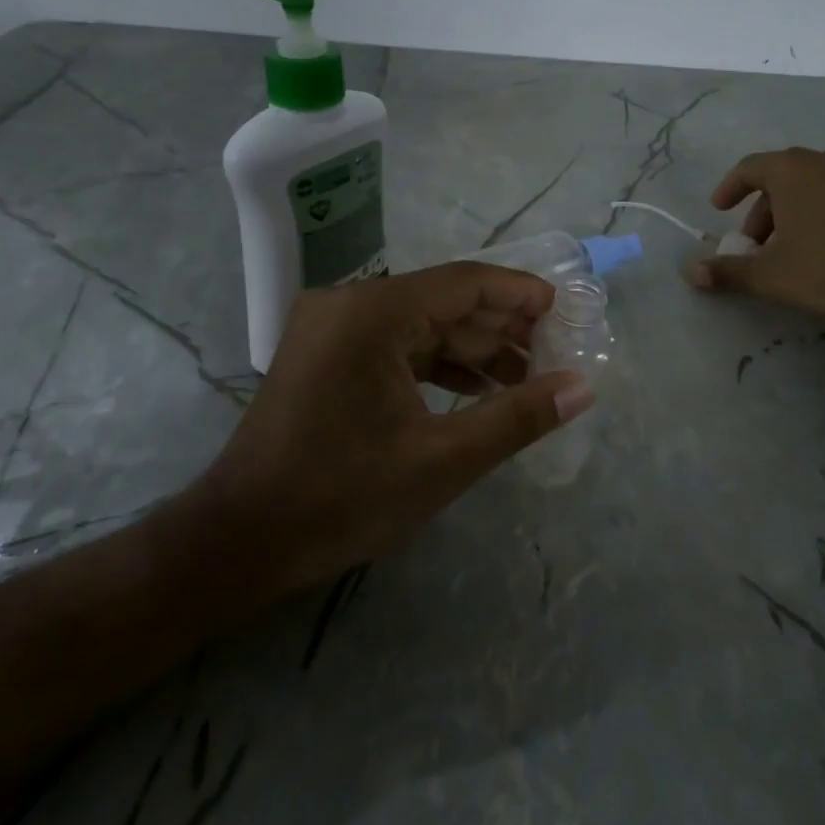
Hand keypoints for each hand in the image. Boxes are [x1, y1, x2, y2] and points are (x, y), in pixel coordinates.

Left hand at [180, 263, 593, 597]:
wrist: (241, 542)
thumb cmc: (343, 497)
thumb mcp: (443, 460)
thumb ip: (518, 417)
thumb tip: (583, 389)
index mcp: (373, 312)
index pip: (465, 282)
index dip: (521, 294)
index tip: (566, 311)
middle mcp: (350, 304)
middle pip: (444, 300)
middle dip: (502, 327)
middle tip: (555, 352)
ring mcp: (332, 328)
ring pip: (421, 324)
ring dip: (473, 349)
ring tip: (527, 379)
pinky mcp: (326, 355)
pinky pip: (395, 346)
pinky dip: (437, 365)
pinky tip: (478, 391)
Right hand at [683, 146, 824, 333]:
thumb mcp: (770, 275)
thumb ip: (727, 271)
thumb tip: (691, 272)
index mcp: (794, 169)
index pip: (750, 167)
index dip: (730, 188)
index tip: (720, 208)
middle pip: (784, 178)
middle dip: (764, 211)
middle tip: (757, 244)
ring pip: (817, 187)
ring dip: (797, 212)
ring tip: (794, 249)